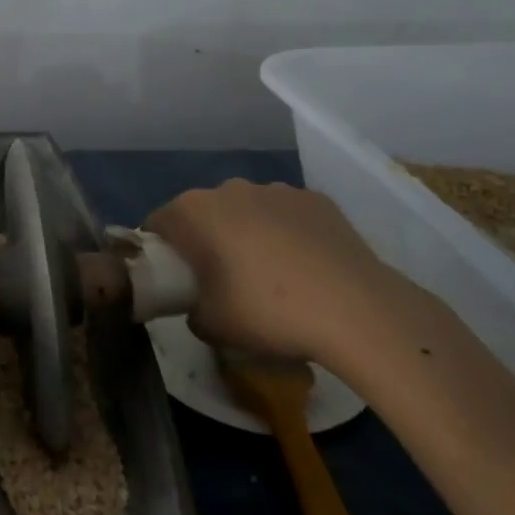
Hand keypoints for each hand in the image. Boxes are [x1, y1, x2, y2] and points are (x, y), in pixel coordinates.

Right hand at [144, 180, 404, 361]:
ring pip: (247, 209)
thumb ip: (191, 309)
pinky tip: (305, 267)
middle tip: (220, 280)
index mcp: (194, 211)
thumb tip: (198, 304)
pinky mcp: (316, 199)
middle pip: (204, 212)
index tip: (173, 278)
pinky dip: (287, 233)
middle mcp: (229, 188)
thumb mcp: (211, 325)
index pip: (158, 222)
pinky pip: (287, 215)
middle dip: (205, 239)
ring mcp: (276, 189)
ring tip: (271, 274)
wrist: (356, 310)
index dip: (160, 250)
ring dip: (247, 233)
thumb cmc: (268, 312)